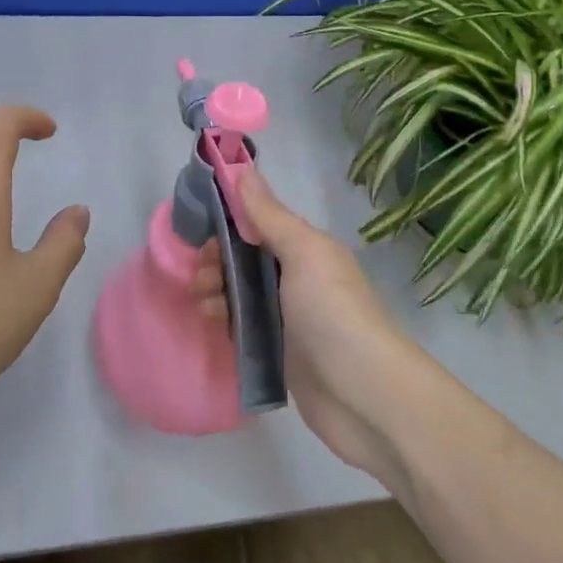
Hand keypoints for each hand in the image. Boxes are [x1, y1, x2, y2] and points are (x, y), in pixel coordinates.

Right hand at [193, 169, 442, 492]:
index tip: (200, 233)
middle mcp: (299, 279)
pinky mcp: (281, 353)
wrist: (362, 393)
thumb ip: (270, 216)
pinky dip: (227, 321)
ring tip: (203, 304)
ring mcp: (290, 318)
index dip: (228, 224)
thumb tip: (244, 169)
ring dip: (217, 291)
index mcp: (308, 250)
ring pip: (243, 294)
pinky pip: (246, 327)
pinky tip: (212, 324)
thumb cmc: (331, 312)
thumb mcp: (303, 253)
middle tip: (199, 276)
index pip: (260, 225)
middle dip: (218, 261)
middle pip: (247, 260)